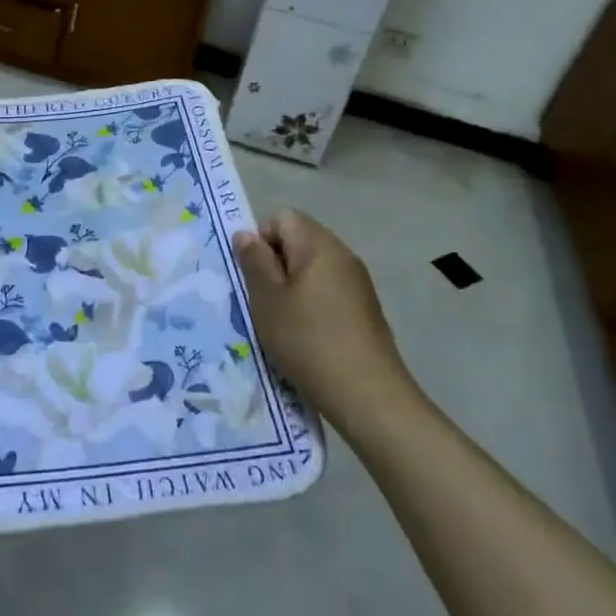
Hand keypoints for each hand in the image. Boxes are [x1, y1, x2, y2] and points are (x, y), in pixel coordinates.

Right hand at [233, 211, 421, 432]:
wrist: (369, 397)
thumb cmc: (309, 341)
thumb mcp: (268, 300)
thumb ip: (254, 262)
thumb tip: (246, 234)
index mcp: (319, 244)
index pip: (282, 217)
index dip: (261, 240)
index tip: (253, 277)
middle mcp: (343, 255)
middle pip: (299, 241)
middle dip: (275, 266)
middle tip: (262, 302)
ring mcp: (358, 283)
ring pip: (313, 269)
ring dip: (292, 289)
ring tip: (282, 324)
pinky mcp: (366, 310)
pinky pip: (329, 292)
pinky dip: (312, 306)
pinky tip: (307, 338)